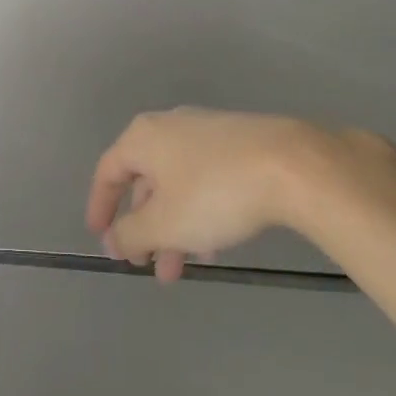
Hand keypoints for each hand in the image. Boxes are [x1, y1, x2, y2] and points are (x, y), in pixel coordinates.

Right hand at [86, 107, 395, 280]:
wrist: (295, 166)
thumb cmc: (214, 193)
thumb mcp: (164, 224)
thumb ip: (130, 235)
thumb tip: (113, 241)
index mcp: (143, 138)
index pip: (108, 172)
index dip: (101, 207)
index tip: (102, 239)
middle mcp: (171, 127)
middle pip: (146, 181)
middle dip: (145, 228)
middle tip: (149, 265)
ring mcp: (208, 132)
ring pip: (178, 184)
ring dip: (174, 227)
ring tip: (184, 267)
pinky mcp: (241, 142)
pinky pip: (206, 179)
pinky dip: (200, 211)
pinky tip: (217, 243)